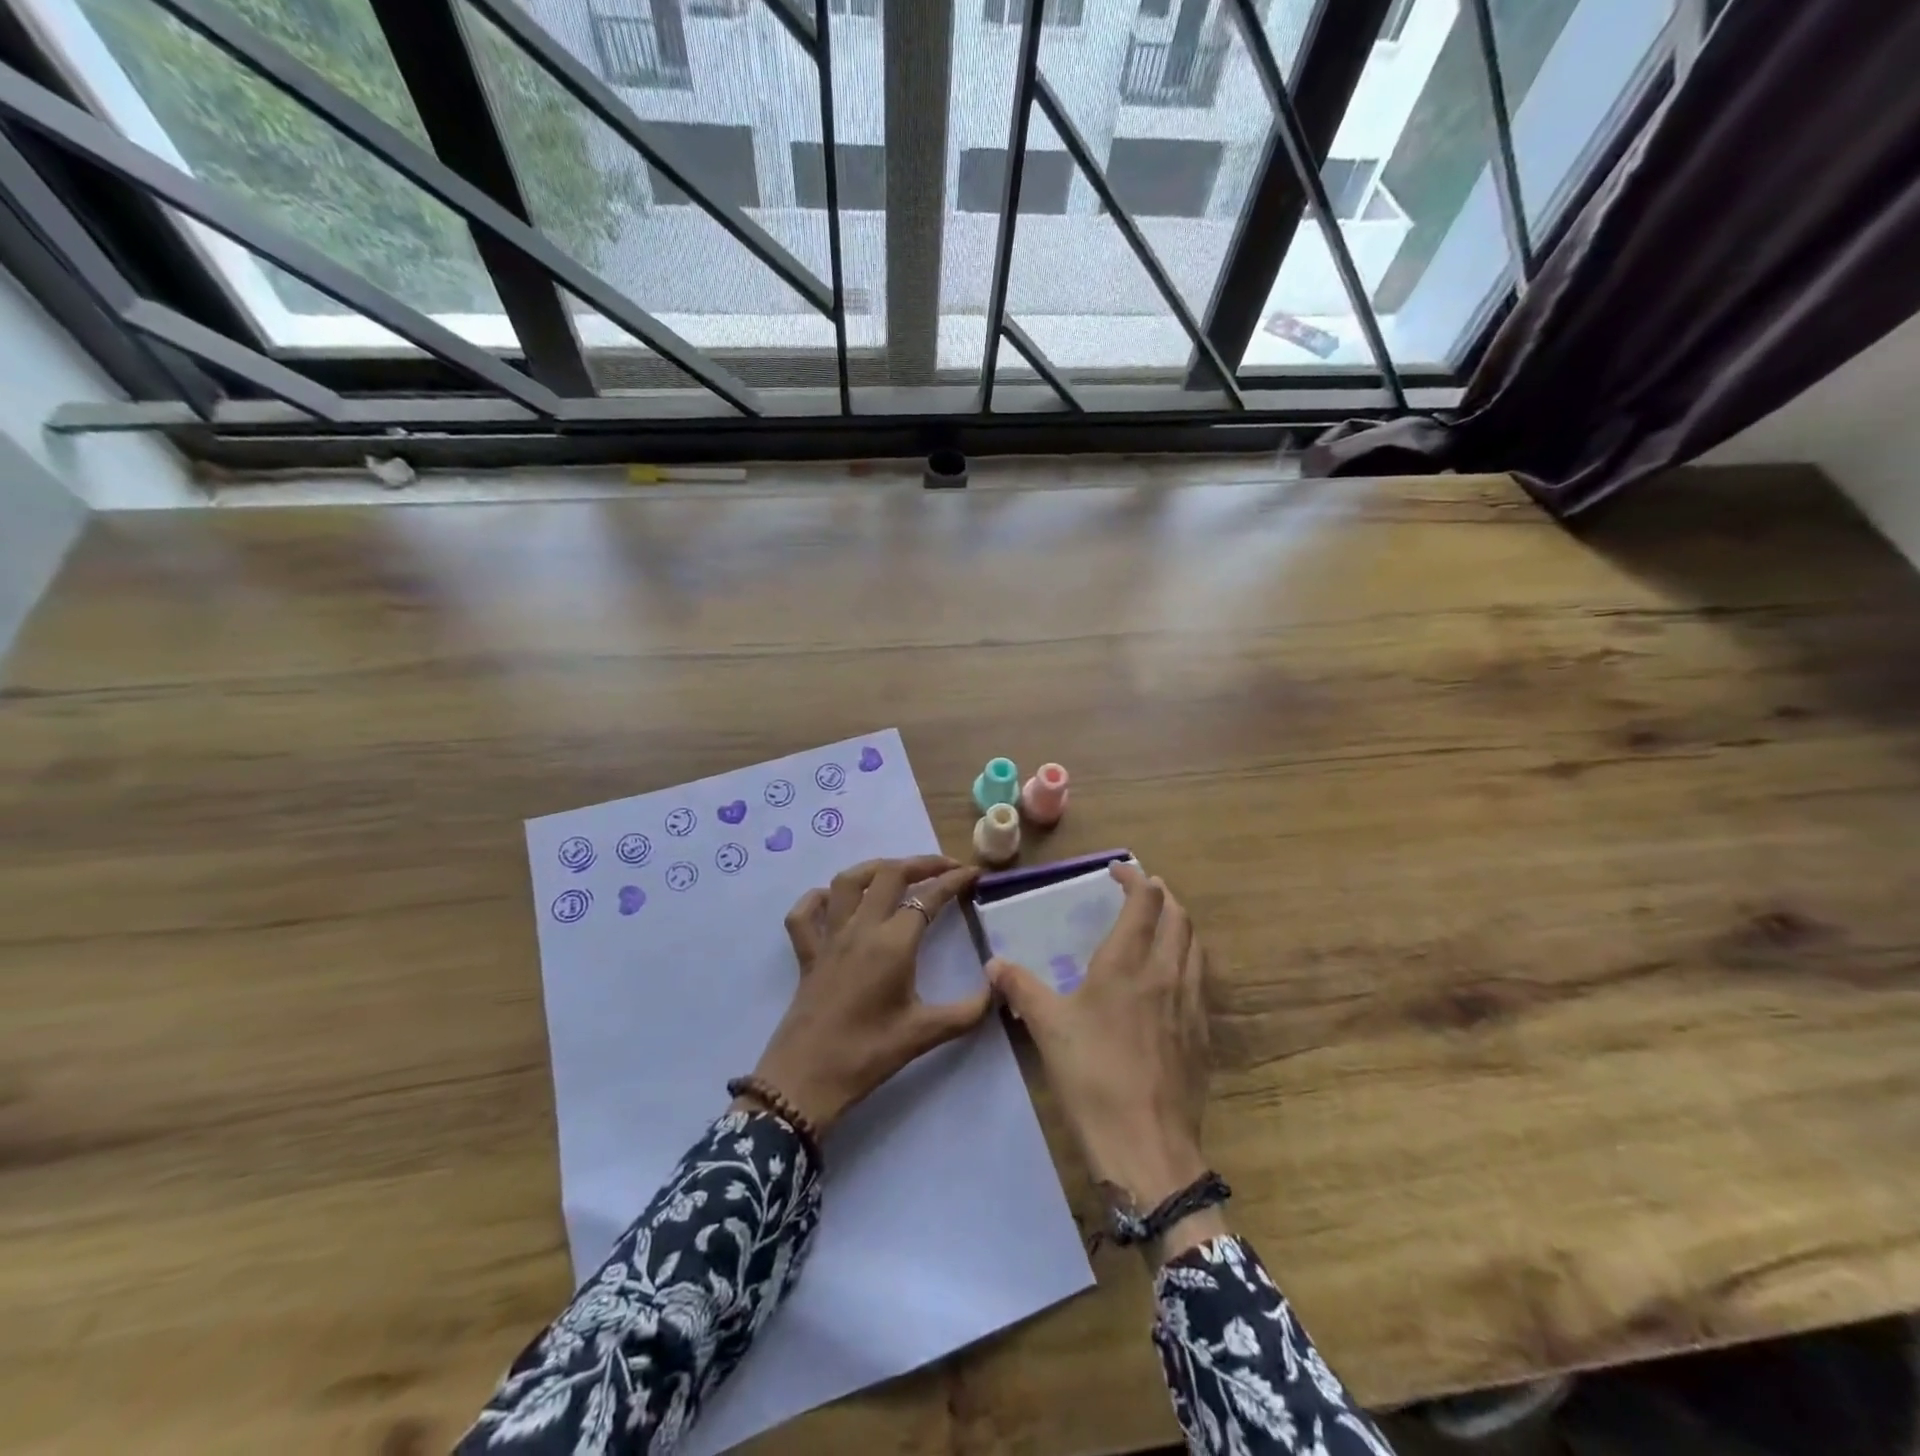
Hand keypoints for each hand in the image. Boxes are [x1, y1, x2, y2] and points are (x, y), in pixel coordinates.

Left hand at [751, 856, 987, 1135]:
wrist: (805, 1081)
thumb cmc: (868, 1054)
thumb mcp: (925, 1034)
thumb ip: (968, 1010)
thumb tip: (998, 986)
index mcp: (892, 943)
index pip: (928, 897)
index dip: (954, 880)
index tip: (974, 873)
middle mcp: (860, 929)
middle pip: (890, 874)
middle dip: (921, 863)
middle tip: (945, 868)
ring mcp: (829, 938)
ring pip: (847, 882)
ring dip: (875, 869)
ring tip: (897, 872)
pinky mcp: (806, 954)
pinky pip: (804, 914)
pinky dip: (818, 899)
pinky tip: (834, 901)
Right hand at [986, 864, 1220, 1255]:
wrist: (1146, 1146)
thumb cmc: (1092, 1077)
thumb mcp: (1047, 1028)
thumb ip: (1020, 988)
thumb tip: (994, 964)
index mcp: (1128, 964)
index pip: (1144, 902)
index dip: (1135, 879)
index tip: (1118, 871)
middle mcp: (1166, 973)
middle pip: (1178, 916)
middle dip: (1162, 895)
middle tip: (1141, 891)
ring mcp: (1191, 1004)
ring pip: (1195, 945)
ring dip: (1180, 924)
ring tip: (1160, 924)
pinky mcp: (1203, 1033)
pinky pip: (1201, 978)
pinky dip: (1188, 959)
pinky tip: (1172, 977)